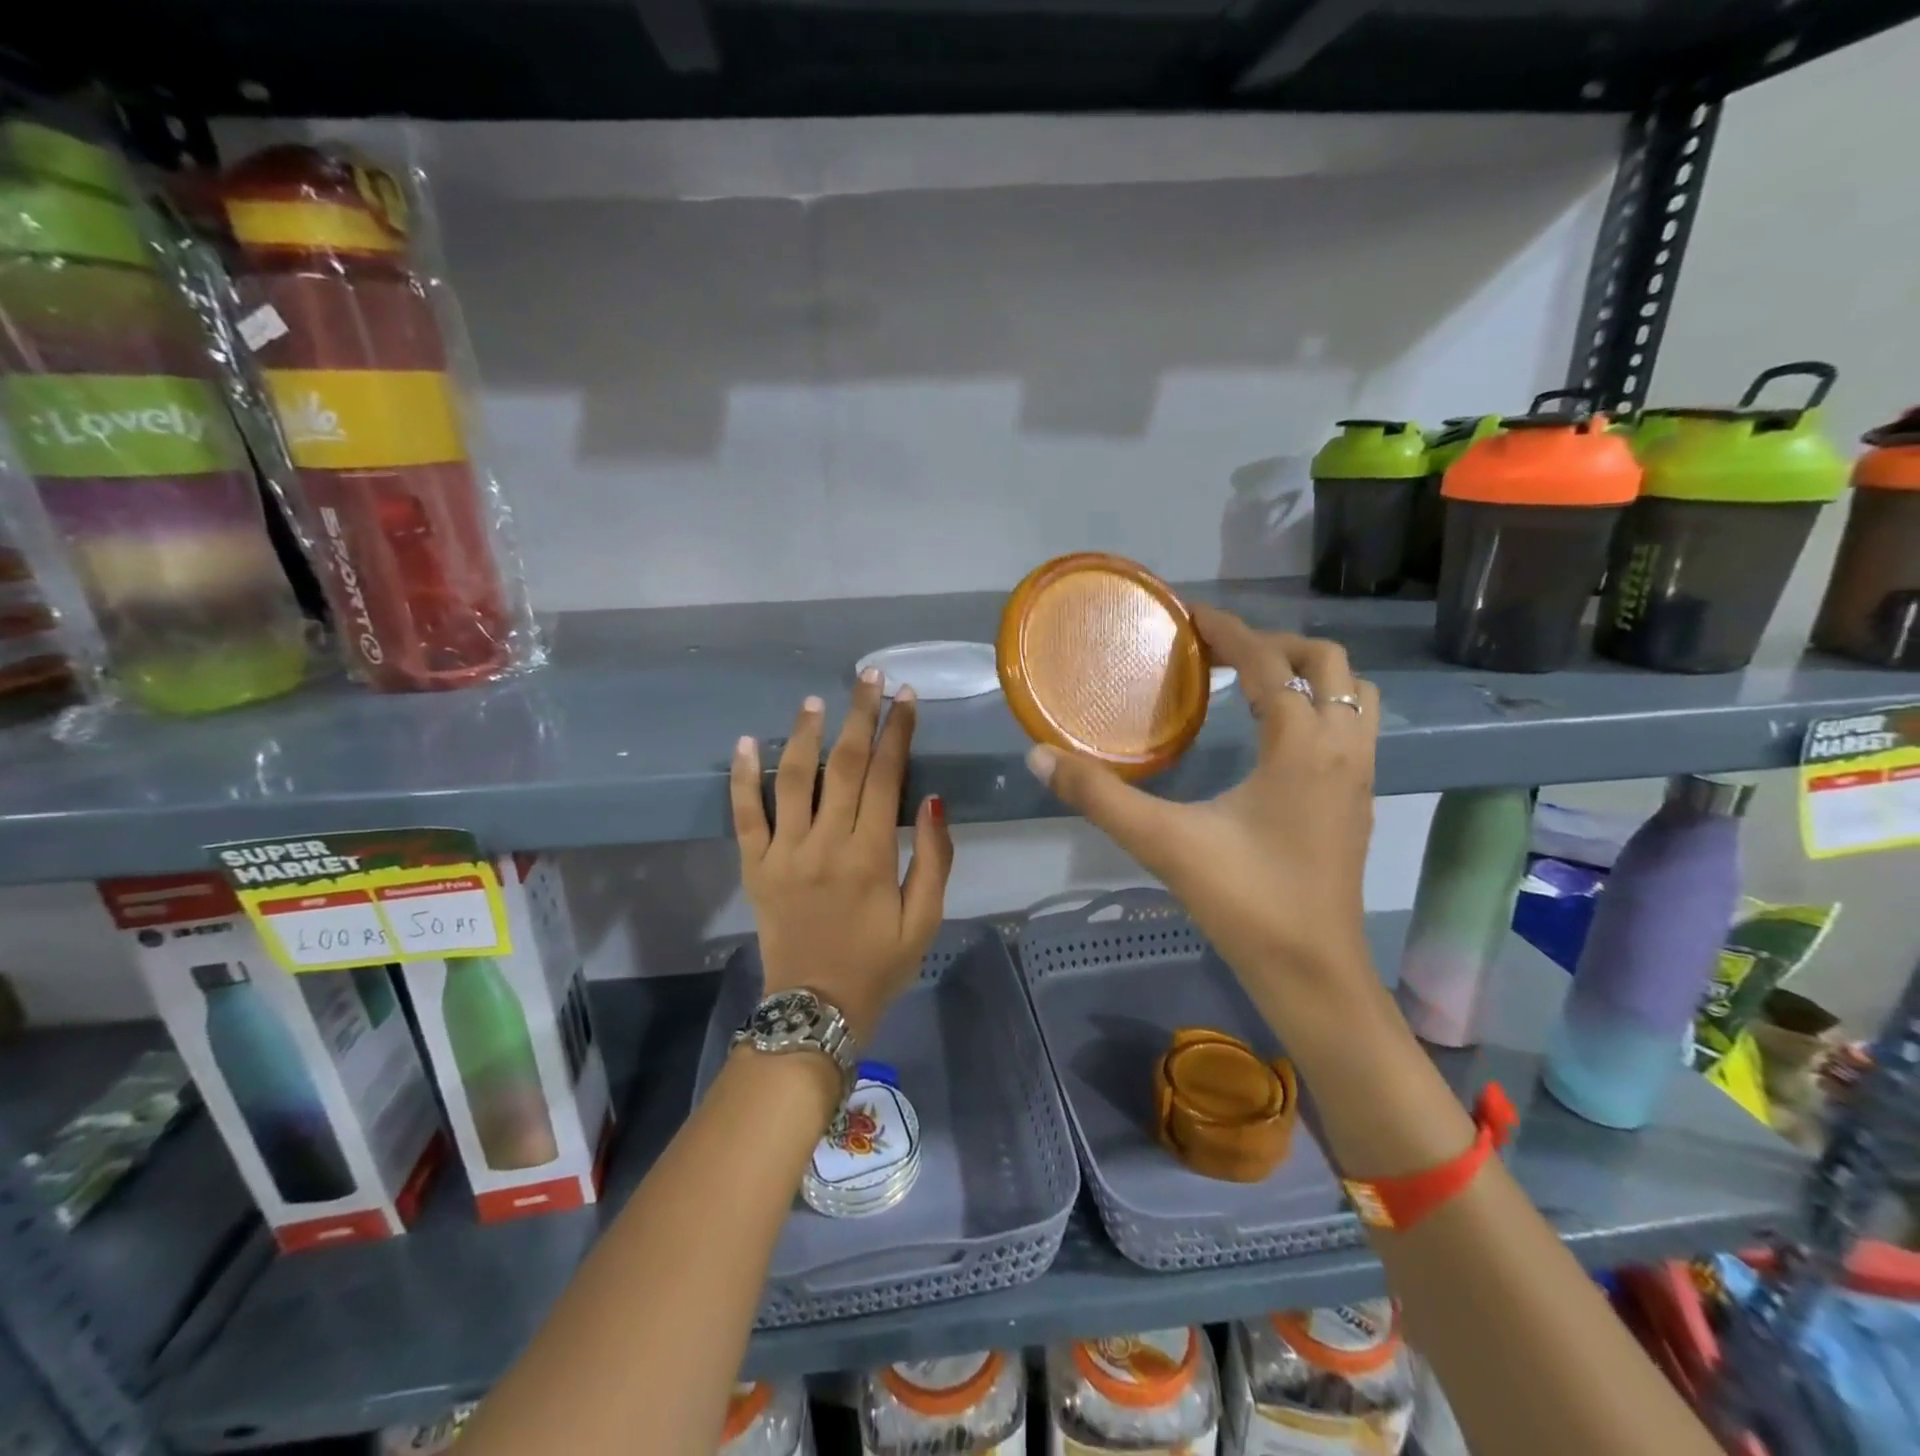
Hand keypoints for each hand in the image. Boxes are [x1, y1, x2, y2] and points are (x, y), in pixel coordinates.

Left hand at [730, 670, 953, 1044]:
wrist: (814, 1011)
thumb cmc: (878, 966)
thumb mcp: (924, 921)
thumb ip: (934, 860)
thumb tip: (936, 801)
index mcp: (870, 856)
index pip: (886, 777)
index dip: (898, 732)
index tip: (906, 697)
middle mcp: (824, 844)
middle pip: (843, 765)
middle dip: (859, 716)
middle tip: (869, 677)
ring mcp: (782, 853)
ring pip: (791, 778)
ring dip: (804, 734)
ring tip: (816, 700)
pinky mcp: (754, 867)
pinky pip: (744, 815)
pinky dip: (741, 777)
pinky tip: (744, 742)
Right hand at [1027, 607, 1378, 1028]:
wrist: (1312, 973)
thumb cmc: (1244, 902)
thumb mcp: (1163, 843)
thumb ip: (1098, 797)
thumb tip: (1040, 757)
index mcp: (1300, 745)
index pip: (1268, 662)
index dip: (1229, 630)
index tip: (1190, 614)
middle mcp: (1341, 748)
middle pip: (1328, 663)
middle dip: (1276, 644)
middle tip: (1223, 654)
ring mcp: (1359, 776)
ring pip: (1355, 694)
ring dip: (1310, 674)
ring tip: (1256, 685)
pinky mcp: (1359, 803)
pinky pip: (1354, 728)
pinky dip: (1321, 708)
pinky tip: (1276, 738)